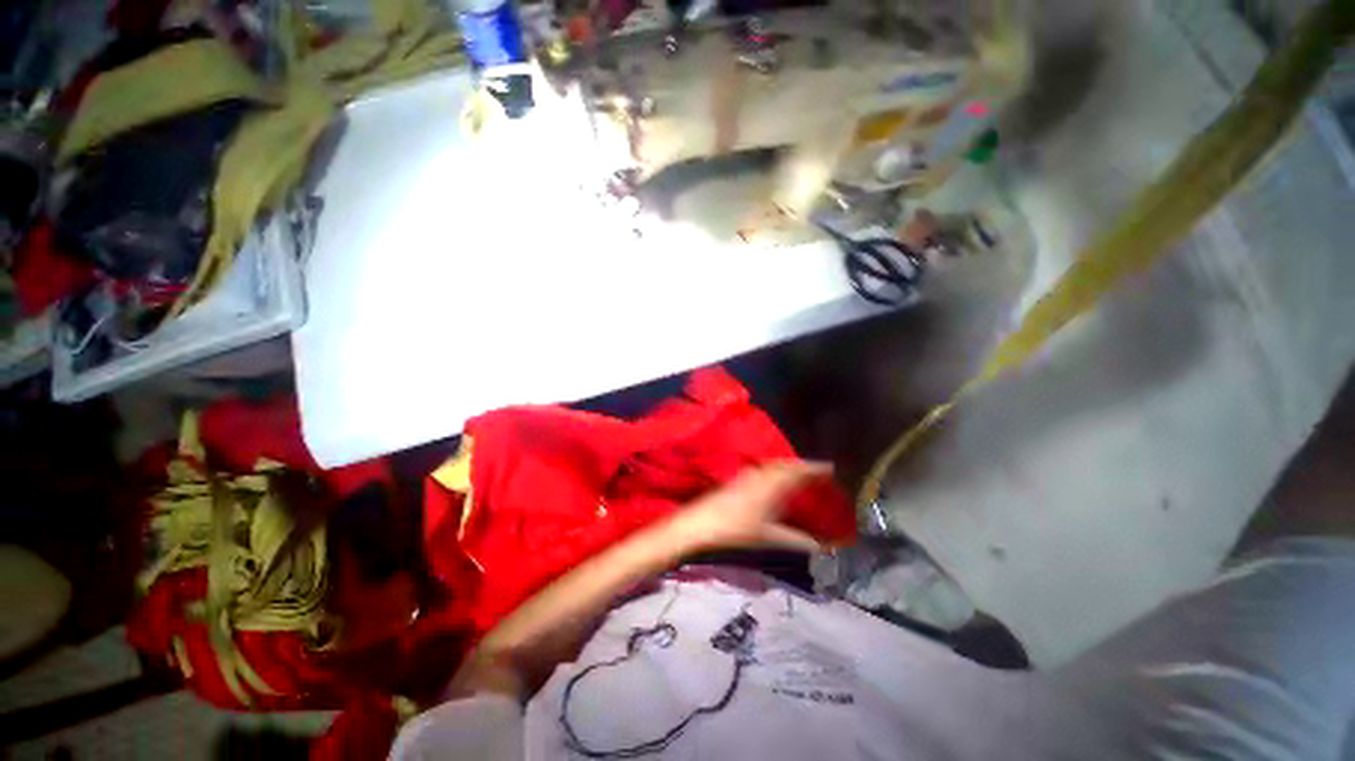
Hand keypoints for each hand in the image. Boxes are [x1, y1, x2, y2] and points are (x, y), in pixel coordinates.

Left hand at [674, 460, 834, 553]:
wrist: (701, 522)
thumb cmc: (736, 529)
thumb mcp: (768, 537)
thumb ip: (795, 540)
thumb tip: (819, 546)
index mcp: (771, 485)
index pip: (798, 472)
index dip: (814, 468)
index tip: (830, 467)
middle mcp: (761, 474)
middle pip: (786, 464)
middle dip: (802, 465)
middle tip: (817, 470)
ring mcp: (748, 474)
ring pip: (774, 465)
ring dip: (788, 465)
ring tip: (799, 472)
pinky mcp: (738, 478)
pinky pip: (764, 468)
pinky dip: (775, 469)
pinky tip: (774, 478)